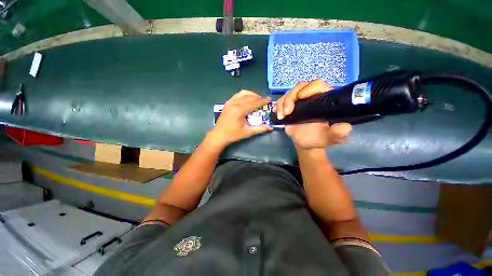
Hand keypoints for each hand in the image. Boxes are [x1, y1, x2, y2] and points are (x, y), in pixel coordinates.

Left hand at [208, 90, 272, 147]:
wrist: (219, 135)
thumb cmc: (233, 134)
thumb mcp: (248, 132)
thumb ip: (260, 129)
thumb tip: (271, 127)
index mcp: (239, 110)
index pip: (253, 103)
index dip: (262, 101)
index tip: (269, 99)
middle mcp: (234, 103)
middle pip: (249, 97)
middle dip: (258, 98)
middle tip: (265, 100)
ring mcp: (230, 102)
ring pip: (243, 93)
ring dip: (251, 95)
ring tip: (257, 99)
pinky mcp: (227, 103)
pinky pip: (237, 95)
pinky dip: (244, 95)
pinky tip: (248, 99)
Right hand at [274, 80, 352, 149]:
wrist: (305, 143)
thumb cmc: (318, 139)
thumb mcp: (330, 138)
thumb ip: (337, 133)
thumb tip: (345, 127)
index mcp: (324, 100)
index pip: (318, 85)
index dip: (309, 88)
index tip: (300, 97)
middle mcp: (311, 97)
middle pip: (299, 87)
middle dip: (290, 98)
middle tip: (287, 112)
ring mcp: (299, 101)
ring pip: (288, 93)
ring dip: (282, 103)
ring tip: (281, 116)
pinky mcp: (289, 106)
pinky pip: (281, 100)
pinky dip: (278, 106)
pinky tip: (278, 115)